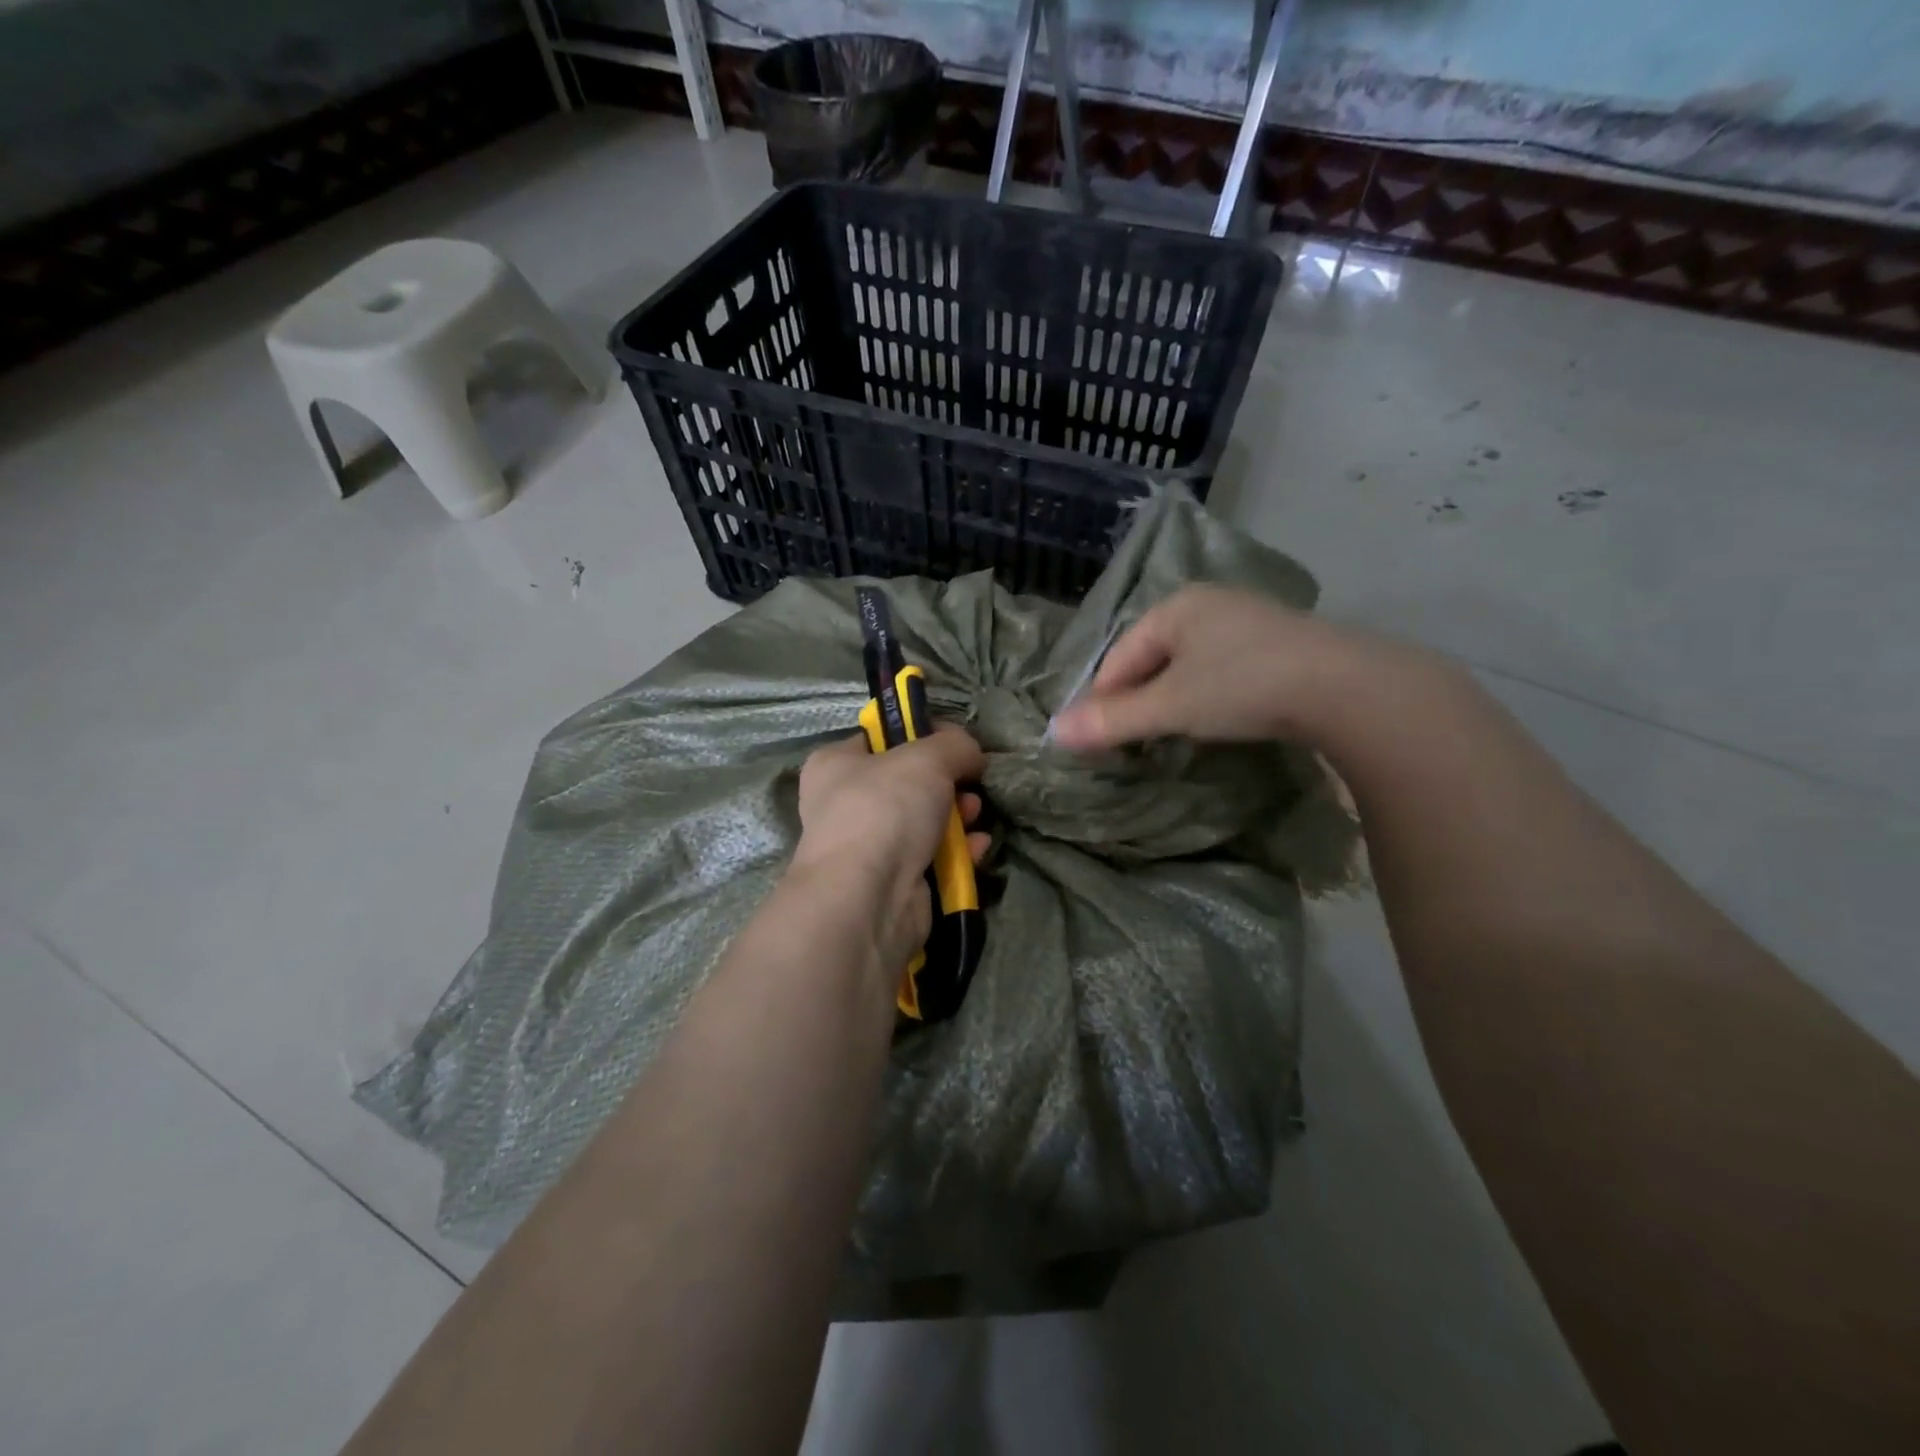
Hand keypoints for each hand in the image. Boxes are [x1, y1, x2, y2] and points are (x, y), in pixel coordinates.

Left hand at [790, 726, 990, 971]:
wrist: (869, 897)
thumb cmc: (885, 809)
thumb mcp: (928, 756)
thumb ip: (956, 745)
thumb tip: (971, 754)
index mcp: (835, 765)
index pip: (881, 738)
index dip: (921, 734)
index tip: (956, 741)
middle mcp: (846, 804)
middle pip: (910, 782)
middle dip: (948, 782)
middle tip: (970, 782)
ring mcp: (869, 847)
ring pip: (925, 821)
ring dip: (958, 817)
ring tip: (975, 815)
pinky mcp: (894, 883)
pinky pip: (934, 858)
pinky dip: (959, 852)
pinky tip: (979, 847)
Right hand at [1049, 585, 1420, 753]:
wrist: (1346, 687)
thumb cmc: (1242, 687)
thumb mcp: (1170, 707)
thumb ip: (1113, 720)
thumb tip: (1054, 733)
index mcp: (1175, 607)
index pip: (1118, 656)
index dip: (1103, 698)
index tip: (1098, 739)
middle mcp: (1208, 604)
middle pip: (1152, 657)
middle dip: (1138, 698)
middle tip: (1134, 740)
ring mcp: (1247, 620)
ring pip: (1189, 663)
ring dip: (1173, 698)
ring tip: (1173, 733)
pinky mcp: (1279, 643)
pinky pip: (1223, 668)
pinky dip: (1210, 693)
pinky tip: (1221, 716)